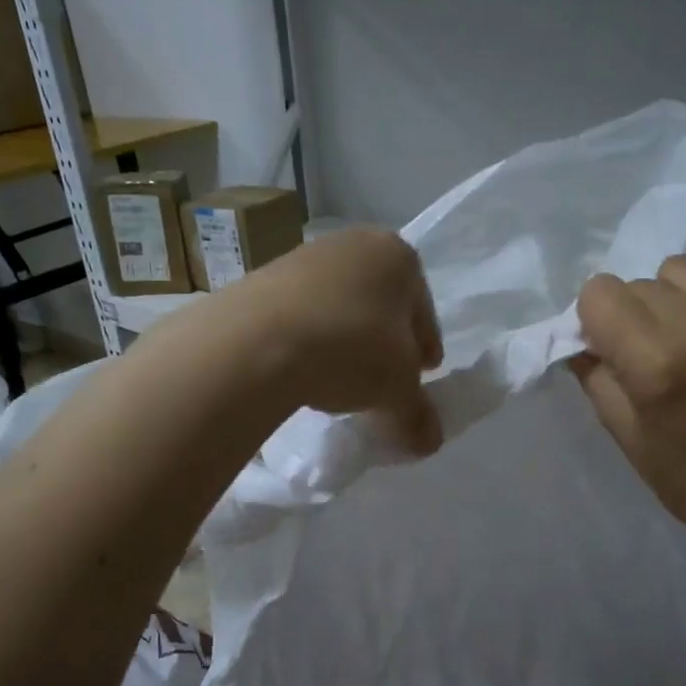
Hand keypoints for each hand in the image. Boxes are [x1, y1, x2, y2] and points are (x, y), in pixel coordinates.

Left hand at [234, 228, 444, 453]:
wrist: (255, 341)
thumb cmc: (350, 349)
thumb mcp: (397, 390)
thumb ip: (417, 414)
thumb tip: (430, 441)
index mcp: (397, 257)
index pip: (423, 311)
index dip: (425, 347)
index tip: (422, 374)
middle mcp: (353, 244)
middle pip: (380, 304)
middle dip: (384, 342)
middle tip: (384, 380)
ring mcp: (303, 257)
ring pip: (339, 307)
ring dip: (344, 341)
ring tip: (338, 381)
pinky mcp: (261, 278)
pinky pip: (300, 315)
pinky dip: (308, 340)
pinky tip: (302, 371)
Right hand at [574, 257, 685, 538]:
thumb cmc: (685, 472)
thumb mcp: (620, 430)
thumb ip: (593, 372)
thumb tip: (582, 335)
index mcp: (655, 362)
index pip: (599, 293)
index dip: (595, 318)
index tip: (608, 345)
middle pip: (638, 282)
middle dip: (632, 312)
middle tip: (649, 348)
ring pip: (681, 268)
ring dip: (671, 295)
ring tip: (685, 330)